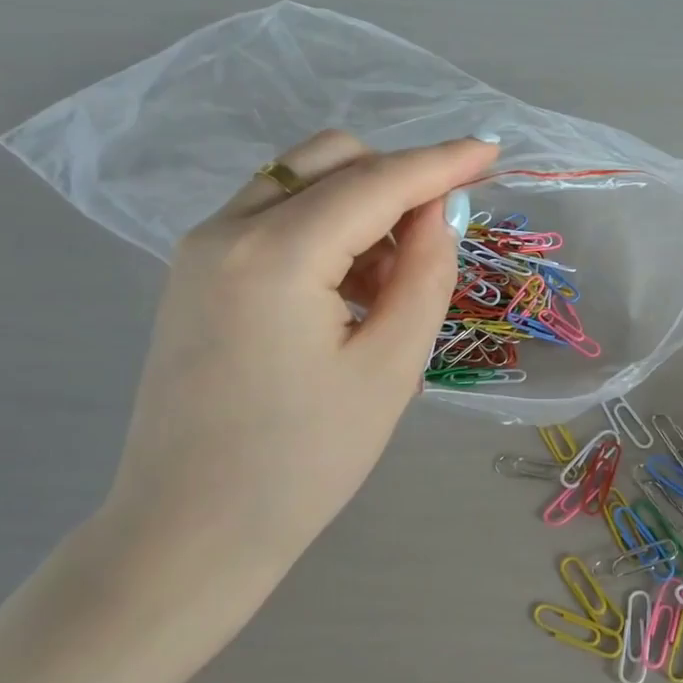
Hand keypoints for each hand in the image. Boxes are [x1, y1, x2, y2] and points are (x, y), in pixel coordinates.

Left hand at [76, 129, 496, 637]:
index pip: (377, 181)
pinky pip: (273, 217)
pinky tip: (348, 290)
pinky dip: (325, 229)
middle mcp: (226, 229)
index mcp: (276, 254)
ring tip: (392, 283)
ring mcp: (201, 249)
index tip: (492, 150)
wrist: (190, 532)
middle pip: (330, 160)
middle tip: (439, 236)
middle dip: (396, 178)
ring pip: (300, 183)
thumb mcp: (390, 367)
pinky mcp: (195, 273)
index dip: (441, 162)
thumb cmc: (303, 462)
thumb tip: (439, 211)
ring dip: (361, 206)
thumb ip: (425, 273)